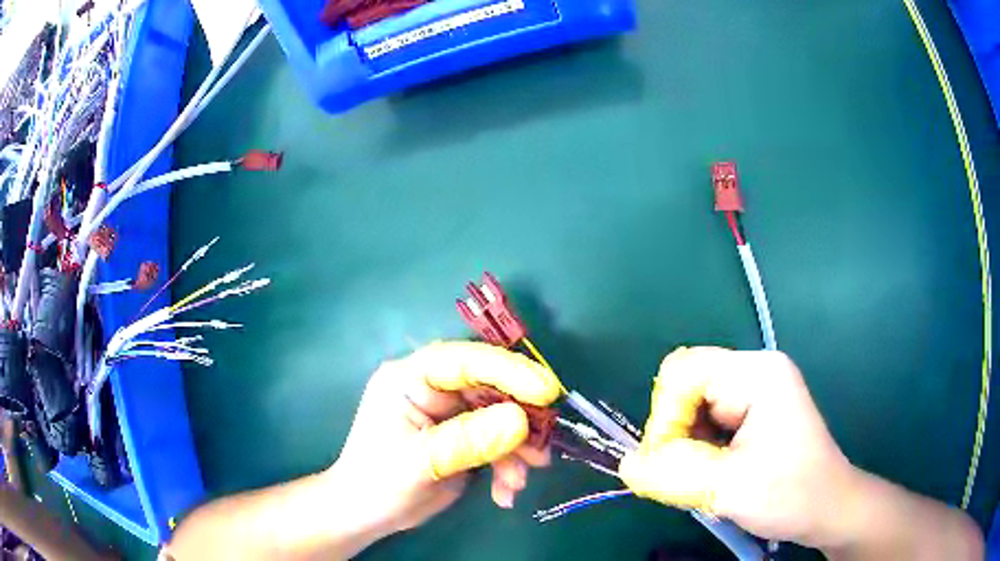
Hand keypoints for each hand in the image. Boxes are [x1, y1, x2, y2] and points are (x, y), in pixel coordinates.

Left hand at [328, 341, 561, 539]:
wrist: (367, 515)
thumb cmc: (378, 483)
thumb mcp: (421, 463)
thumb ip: (468, 440)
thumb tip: (521, 421)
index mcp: (410, 378)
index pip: (464, 360)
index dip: (508, 371)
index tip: (546, 392)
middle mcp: (434, 387)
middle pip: (491, 388)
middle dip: (520, 421)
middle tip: (541, 451)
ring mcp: (450, 412)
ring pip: (501, 416)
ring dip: (517, 450)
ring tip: (518, 482)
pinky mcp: (464, 436)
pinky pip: (498, 441)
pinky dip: (508, 466)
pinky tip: (504, 493)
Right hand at [618, 347, 857, 547]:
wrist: (827, 509)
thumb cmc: (791, 493)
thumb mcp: (728, 487)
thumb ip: (671, 474)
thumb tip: (626, 465)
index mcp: (756, 374)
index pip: (682, 373)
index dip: (666, 418)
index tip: (669, 463)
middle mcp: (754, 372)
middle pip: (685, 389)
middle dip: (676, 435)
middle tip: (686, 476)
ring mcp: (754, 392)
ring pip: (692, 409)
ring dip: (686, 446)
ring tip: (704, 478)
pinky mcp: (752, 414)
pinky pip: (706, 423)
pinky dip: (697, 450)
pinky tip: (712, 473)